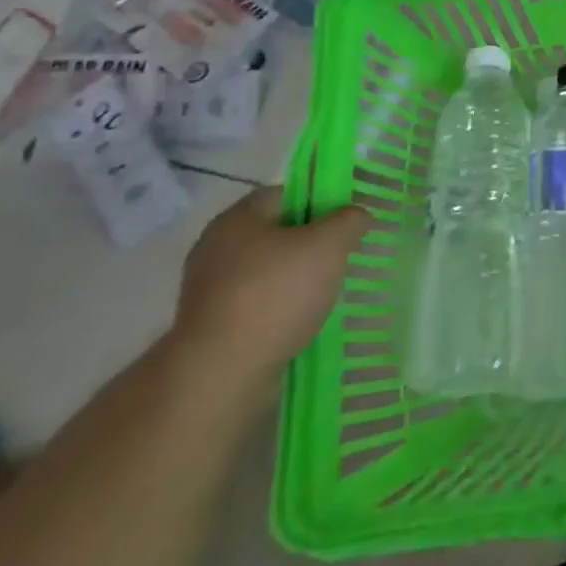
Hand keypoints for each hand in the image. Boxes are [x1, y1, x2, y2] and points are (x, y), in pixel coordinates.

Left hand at [170, 187, 370, 380]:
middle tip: (341, 255)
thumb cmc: (276, 293)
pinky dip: (279, 307)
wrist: (222, 372)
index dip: (319, 201)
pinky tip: (301, 319)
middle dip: (310, 242)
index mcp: (237, 218)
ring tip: (326, 292)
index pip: (285, 194)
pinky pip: (255, 303)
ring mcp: (208, 289)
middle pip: (275, 232)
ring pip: (266, 270)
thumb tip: (357, 215)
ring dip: (295, 278)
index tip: (344, 222)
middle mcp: (215, 247)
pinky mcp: (209, 325)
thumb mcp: (329, 245)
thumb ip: (349, 221)